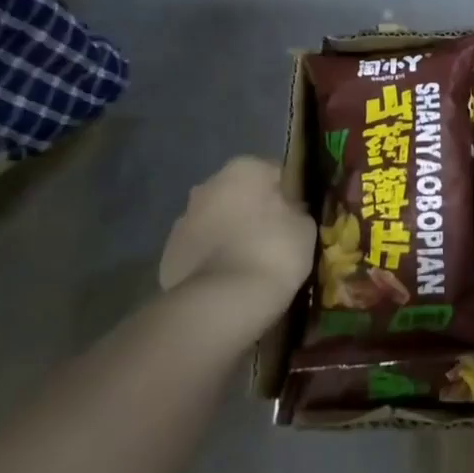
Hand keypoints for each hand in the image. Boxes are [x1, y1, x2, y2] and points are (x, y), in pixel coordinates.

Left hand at [158, 157, 315, 319]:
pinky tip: (227, 282)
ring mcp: (183, 220)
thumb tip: (288, 211)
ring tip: (248, 266)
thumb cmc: (273, 252)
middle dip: (252, 212)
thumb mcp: (305, 227)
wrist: (220, 304)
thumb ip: (295, 210)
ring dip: (228, 235)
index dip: (287, 196)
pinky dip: (211, 261)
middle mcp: (209, 185)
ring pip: (215, 222)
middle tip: (272, 242)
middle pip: (239, 195)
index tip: (295, 219)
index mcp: (245, 168)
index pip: (274, 173)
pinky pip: (199, 251)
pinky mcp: (167, 255)